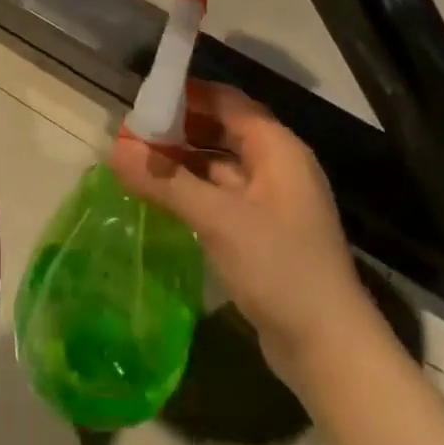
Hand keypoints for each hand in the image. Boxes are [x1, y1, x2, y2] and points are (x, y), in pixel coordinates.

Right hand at [109, 81, 365, 391]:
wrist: (330, 350)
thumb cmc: (280, 268)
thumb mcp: (219, 220)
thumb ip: (166, 181)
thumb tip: (114, 147)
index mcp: (277, 148)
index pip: (227, 101)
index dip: (187, 94)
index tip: (144, 96)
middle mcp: (277, 166)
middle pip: (222, 130)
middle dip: (178, 128)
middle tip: (132, 132)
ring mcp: (271, 201)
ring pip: (219, 165)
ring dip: (182, 161)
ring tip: (136, 162)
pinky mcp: (262, 233)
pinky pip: (221, 196)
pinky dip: (192, 190)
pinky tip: (161, 198)